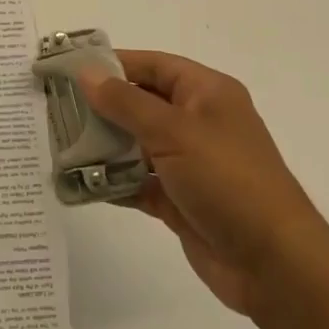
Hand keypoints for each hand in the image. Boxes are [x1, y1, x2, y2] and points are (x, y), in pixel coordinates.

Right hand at [78, 51, 319, 320]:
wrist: (274, 265)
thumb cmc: (228, 181)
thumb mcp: (174, 132)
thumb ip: (126, 102)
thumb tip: (87, 73)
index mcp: (206, 94)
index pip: (152, 65)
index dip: (112, 64)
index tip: (69, 70)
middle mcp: (198, 122)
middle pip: (141, 103)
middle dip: (101, 107)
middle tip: (55, 109)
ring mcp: (189, 163)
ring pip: (136, 144)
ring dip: (103, 146)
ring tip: (59, 146)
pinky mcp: (180, 199)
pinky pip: (138, 181)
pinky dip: (113, 182)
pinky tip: (81, 184)